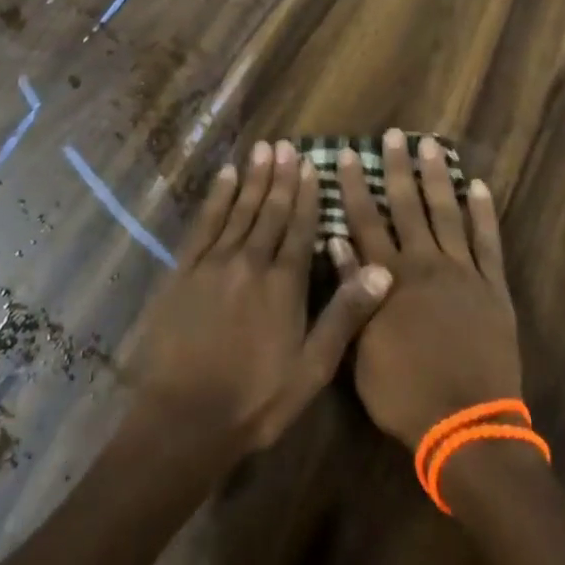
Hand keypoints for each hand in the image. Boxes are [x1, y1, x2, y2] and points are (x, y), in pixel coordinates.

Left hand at [132, 139, 393, 455]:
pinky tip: (224, 176)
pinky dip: (217, 197)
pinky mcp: (185, 271)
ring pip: (239, 210)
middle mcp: (251, 262)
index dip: (307, 195)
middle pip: (270, 211)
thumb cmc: (256, 400)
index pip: (300, 228)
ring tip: (262, 149)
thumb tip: (381, 271)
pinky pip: (205, 224)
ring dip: (252, 178)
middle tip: (286, 144)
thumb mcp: (312, 368)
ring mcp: (215, 263)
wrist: (183, 419)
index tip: (311, 165)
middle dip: (280, 177)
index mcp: (284, 284)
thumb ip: (345, 316)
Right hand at [334, 130, 521, 448]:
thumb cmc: (405, 394)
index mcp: (389, 279)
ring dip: (438, 178)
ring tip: (431, 146)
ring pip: (447, 213)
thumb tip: (338, 244)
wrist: (467, 425)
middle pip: (407, 207)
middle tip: (394, 135)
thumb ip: (352, 294)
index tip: (350, 155)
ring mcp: (462, 272)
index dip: (356, 187)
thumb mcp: (362, 351)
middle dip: (398, 169)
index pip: (366, 222)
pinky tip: (479, 187)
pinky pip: (488, 242)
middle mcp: (424, 264)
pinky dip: (484, 213)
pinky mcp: (492, 286)